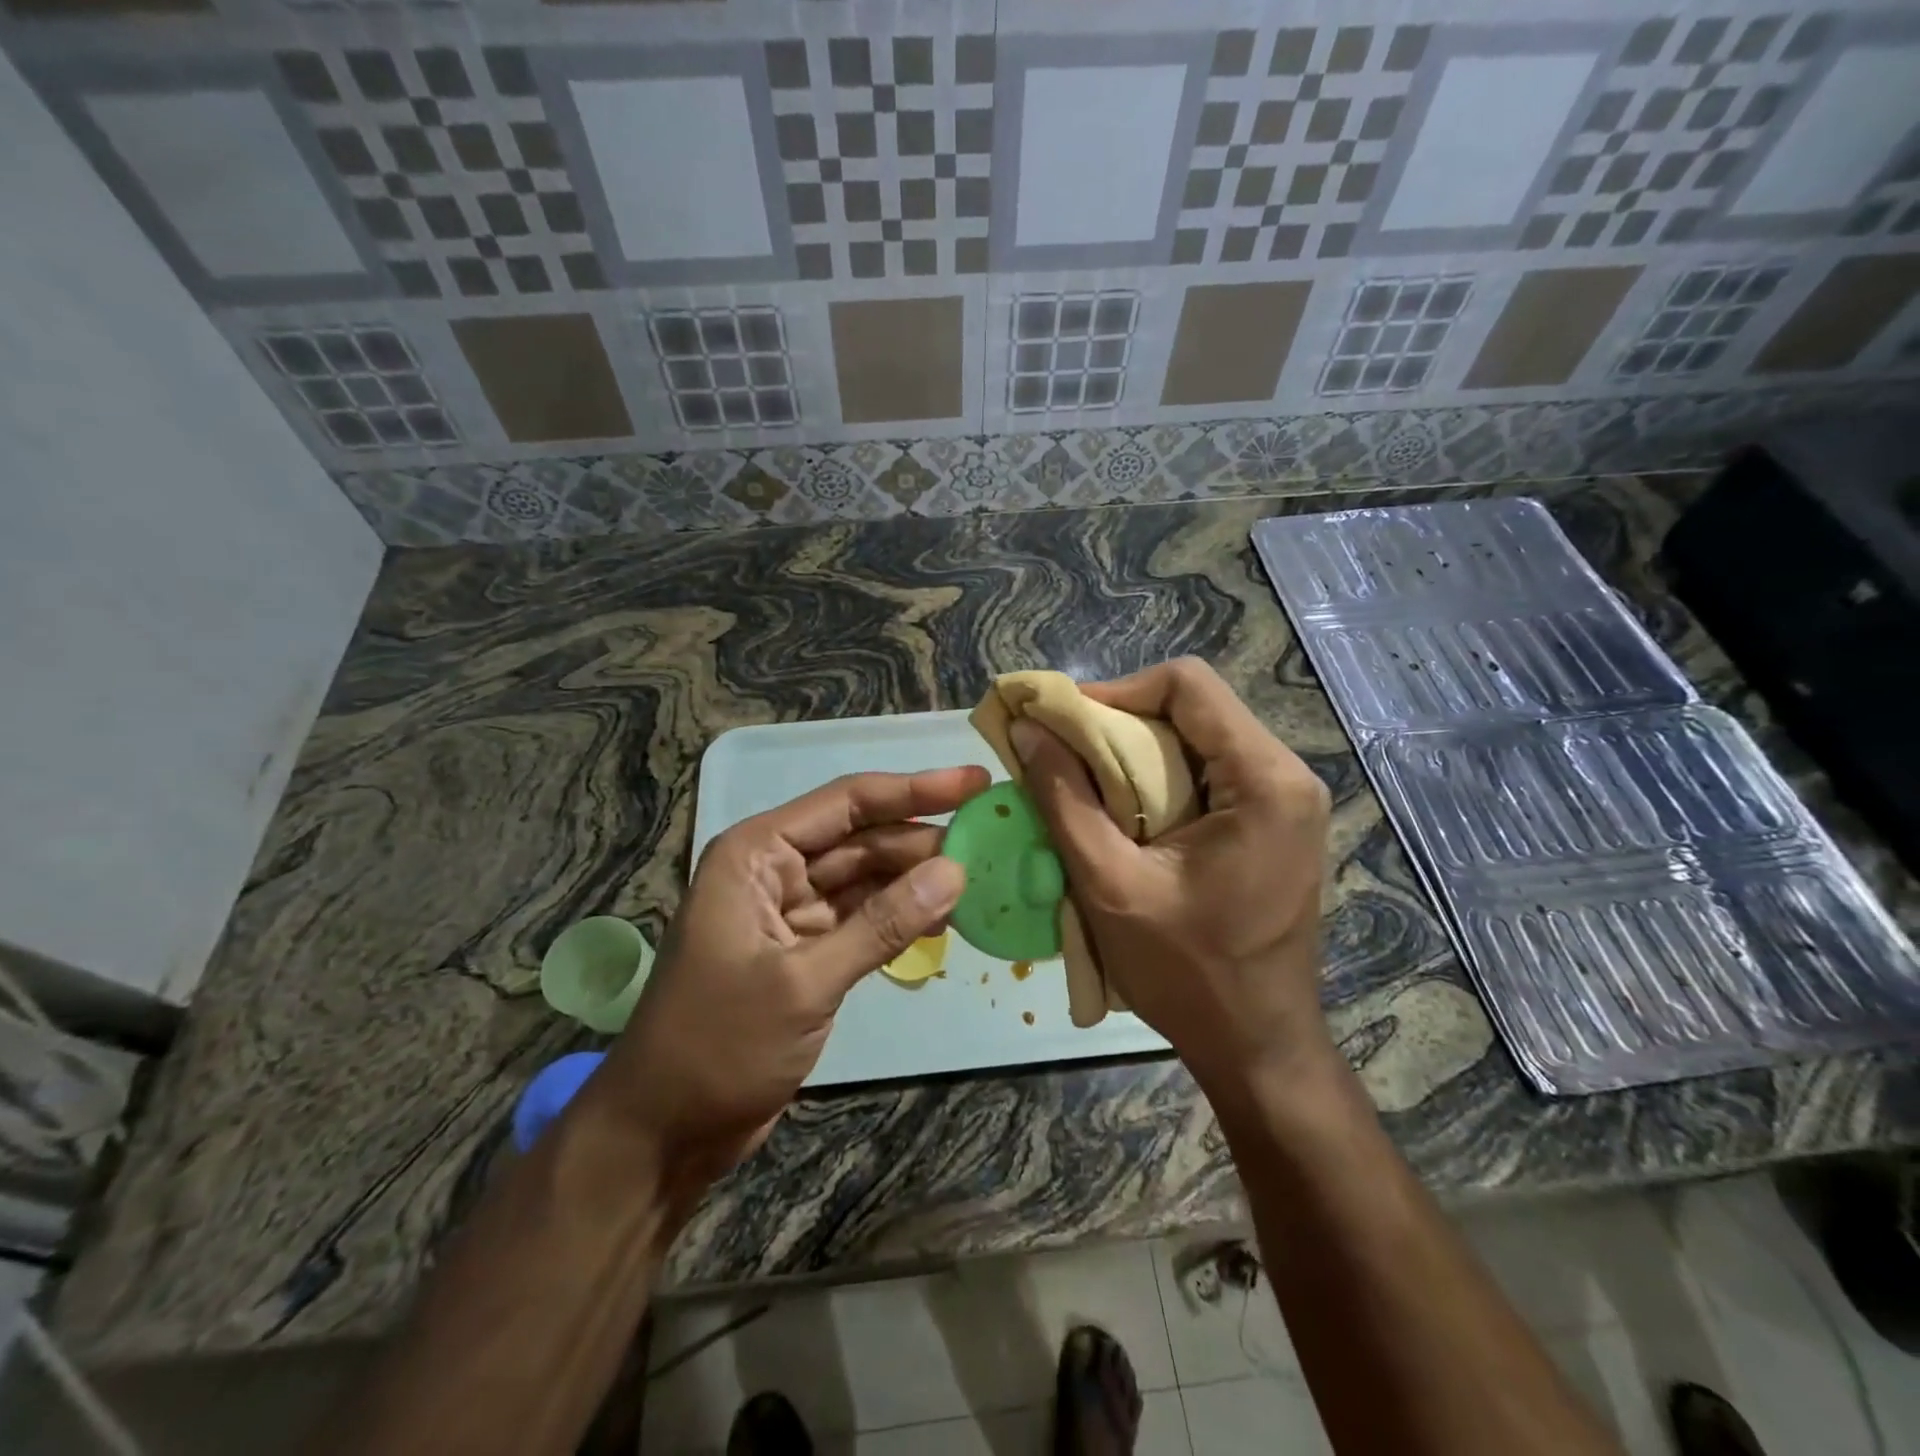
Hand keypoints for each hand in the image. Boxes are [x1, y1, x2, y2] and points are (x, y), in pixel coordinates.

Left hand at [583, 766, 988, 1202]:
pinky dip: (901, 917)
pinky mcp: (807, 952)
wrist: (665, 1132)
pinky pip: (864, 918)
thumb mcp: (804, 981)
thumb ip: (882, 924)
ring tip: (979, 876)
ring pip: (867, 878)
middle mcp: (775, 870)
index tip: (975, 780)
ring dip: (916, 878)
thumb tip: (956, 871)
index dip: (914, 789)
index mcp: (757, 854)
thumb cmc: (719, 1044)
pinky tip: (944, 917)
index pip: (848, 803)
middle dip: (921, 838)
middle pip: (862, 838)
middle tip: (990, 837)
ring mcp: (791, 912)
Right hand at [1011, 659, 1332, 1101]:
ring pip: (1198, 737)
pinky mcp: (1275, 822)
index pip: (1187, 684)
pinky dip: (1159, 779)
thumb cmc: (1187, 972)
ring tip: (1086, 786)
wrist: (1256, 1044)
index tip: (1063, 727)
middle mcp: (1288, 775)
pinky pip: (1209, 772)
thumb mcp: (1109, 882)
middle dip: (1120, 724)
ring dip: (1136, 753)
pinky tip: (1125, 814)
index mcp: (1265, 780)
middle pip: (1194, 707)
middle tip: (1064, 757)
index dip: (1115, 691)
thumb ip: (1064, 797)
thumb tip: (1026, 728)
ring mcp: (1287, 799)